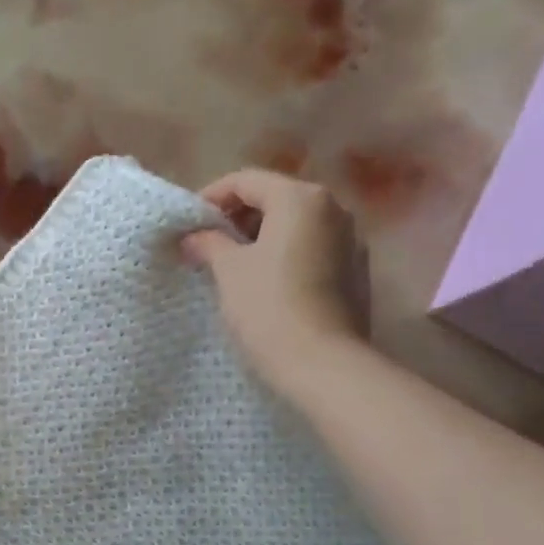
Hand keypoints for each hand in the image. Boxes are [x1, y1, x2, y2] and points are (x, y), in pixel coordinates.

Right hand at [182, 169, 368, 394]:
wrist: (322, 364)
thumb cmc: (268, 307)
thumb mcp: (228, 270)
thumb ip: (208, 243)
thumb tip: (193, 235)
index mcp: (301, 198)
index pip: (246, 180)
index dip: (211, 197)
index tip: (187, 223)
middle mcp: (334, 208)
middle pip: (274, 198)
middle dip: (236, 217)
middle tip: (205, 244)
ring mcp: (351, 240)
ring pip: (295, 225)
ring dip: (260, 237)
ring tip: (230, 265)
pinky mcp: (356, 272)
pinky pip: (311, 249)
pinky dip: (284, 255)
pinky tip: (263, 283)